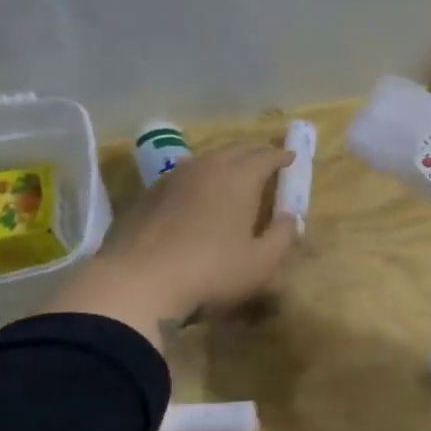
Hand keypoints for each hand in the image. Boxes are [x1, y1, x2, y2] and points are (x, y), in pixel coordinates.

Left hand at [47, 144, 298, 341]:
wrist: (138, 281)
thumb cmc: (211, 271)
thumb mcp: (261, 263)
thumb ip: (282, 236)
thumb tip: (289, 217)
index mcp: (240, 177)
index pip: (266, 156)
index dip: (281, 157)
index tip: (291, 158)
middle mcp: (208, 167)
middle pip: (236, 149)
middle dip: (255, 153)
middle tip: (266, 161)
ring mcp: (174, 177)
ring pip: (207, 159)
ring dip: (225, 162)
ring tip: (233, 175)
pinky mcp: (149, 193)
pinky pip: (183, 175)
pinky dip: (199, 178)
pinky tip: (196, 195)